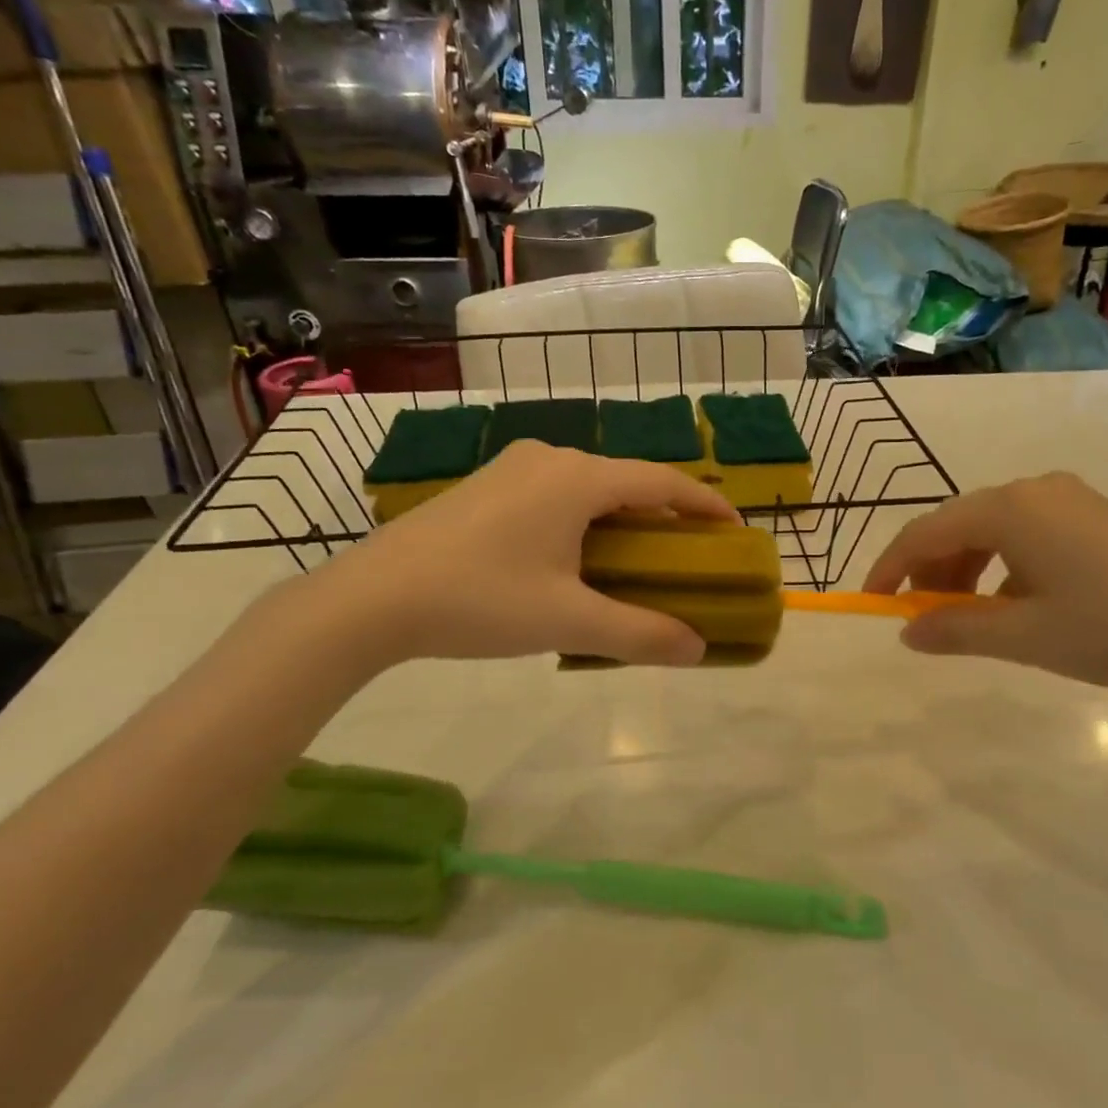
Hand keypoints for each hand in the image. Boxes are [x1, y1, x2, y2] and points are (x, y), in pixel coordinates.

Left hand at [307, 441, 739, 669]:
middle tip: (686, 555)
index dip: (705, 505)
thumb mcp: (568, 621)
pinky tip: (575, 557)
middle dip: (663, 516)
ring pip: (588, 487)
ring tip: (636, 560)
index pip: (662, 482)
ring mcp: (513, 468)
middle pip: (626, 481)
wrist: (372, 597)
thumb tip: (698, 648)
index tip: (734, 531)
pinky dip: (583, 519)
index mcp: (578, 478)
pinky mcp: (486, 486)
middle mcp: (550, 458)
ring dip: (621, 518)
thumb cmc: (480, 600)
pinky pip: (555, 494)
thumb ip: (640, 633)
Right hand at [863, 473, 1107, 691]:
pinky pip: (1028, 535)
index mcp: (1009, 509)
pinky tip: (1020, 607)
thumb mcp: (1025, 637)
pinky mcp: (1097, 517)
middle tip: (926, 620)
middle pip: (959, 526)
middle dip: (932, 572)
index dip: (891, 567)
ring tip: (972, 620)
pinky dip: (1006, 568)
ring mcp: (1070, 500)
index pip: (925, 532)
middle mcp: (1034, 490)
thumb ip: (956, 630)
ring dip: (968, 572)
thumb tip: (907, 632)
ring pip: (994, 531)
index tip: (873, 601)